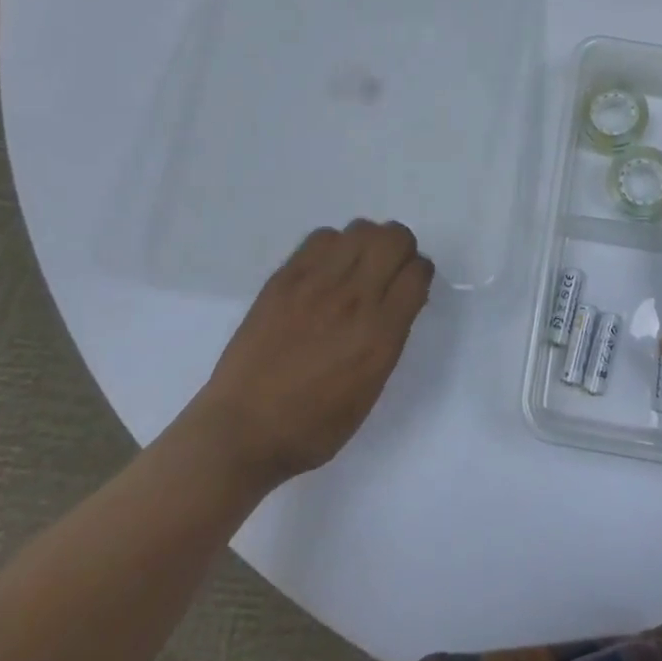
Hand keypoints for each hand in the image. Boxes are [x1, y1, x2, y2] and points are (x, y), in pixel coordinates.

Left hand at [198, 220, 433, 488]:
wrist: (242, 430)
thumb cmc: (313, 426)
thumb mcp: (370, 389)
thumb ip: (390, 338)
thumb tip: (400, 300)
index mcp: (379, 333)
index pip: (417, 272)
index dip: (419, 274)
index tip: (409, 285)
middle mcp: (354, 299)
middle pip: (394, 238)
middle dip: (401, 249)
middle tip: (388, 269)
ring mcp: (317, 284)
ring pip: (361, 229)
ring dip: (368, 243)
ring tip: (356, 267)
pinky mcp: (285, 278)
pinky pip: (322, 237)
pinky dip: (333, 247)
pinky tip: (325, 271)